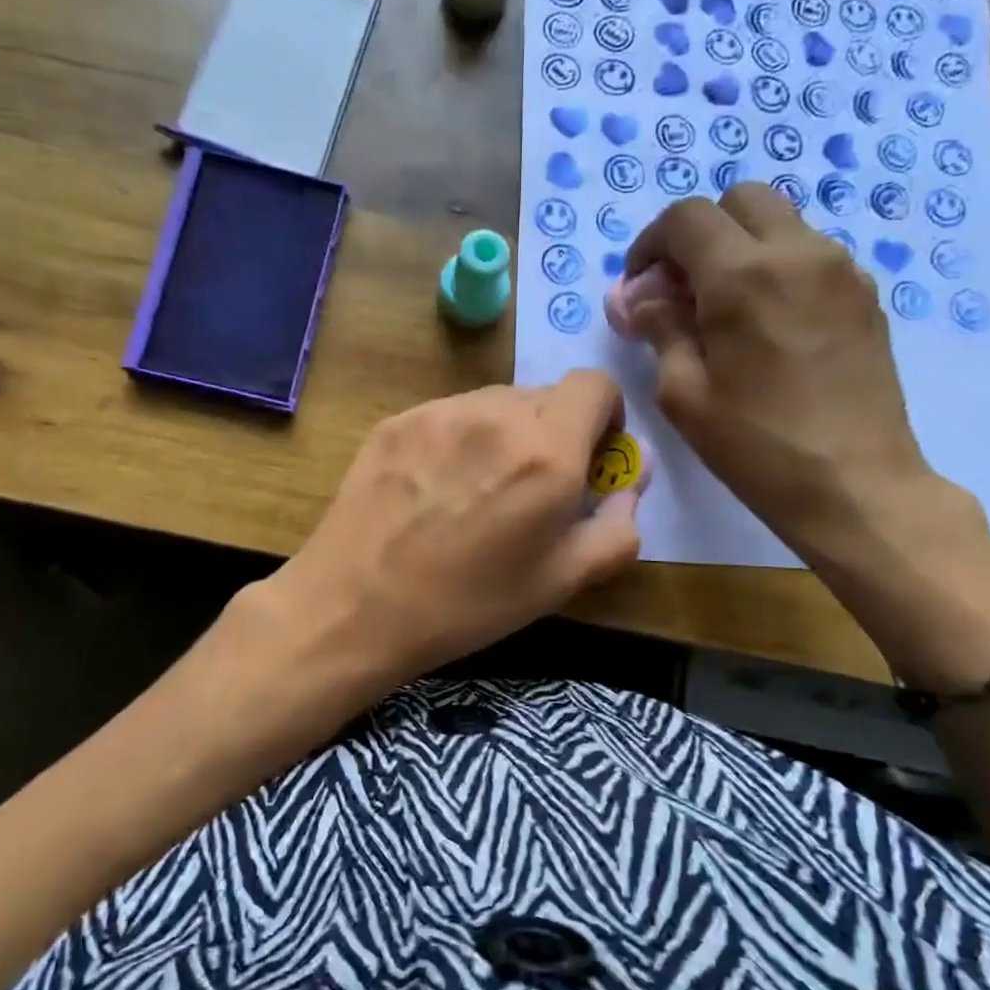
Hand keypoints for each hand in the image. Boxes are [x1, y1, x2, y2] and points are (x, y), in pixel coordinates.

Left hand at [270, 373, 642, 685]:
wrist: (355, 605)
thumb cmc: (468, 604)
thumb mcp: (561, 582)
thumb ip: (618, 527)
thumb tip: (633, 480)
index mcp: (547, 452)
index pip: (595, 384)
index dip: (604, 414)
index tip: (591, 455)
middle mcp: (496, 414)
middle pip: (546, 395)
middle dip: (556, 431)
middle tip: (532, 487)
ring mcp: (440, 412)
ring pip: (496, 402)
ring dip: (507, 434)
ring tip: (478, 490)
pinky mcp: (398, 420)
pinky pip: (450, 415)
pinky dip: (461, 439)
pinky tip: (435, 489)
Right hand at [609, 184, 932, 558]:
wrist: (855, 483)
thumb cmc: (755, 445)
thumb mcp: (684, 394)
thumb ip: (660, 330)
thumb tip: (640, 298)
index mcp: (743, 276)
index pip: (686, 218)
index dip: (651, 244)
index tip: (640, 285)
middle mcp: (798, 253)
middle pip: (740, 200)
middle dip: (700, 233)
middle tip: (682, 289)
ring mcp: (841, 270)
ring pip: (780, 223)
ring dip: (740, 248)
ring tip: (724, 311)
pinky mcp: (866, 294)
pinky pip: (810, 255)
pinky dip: (777, 269)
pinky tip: (767, 326)